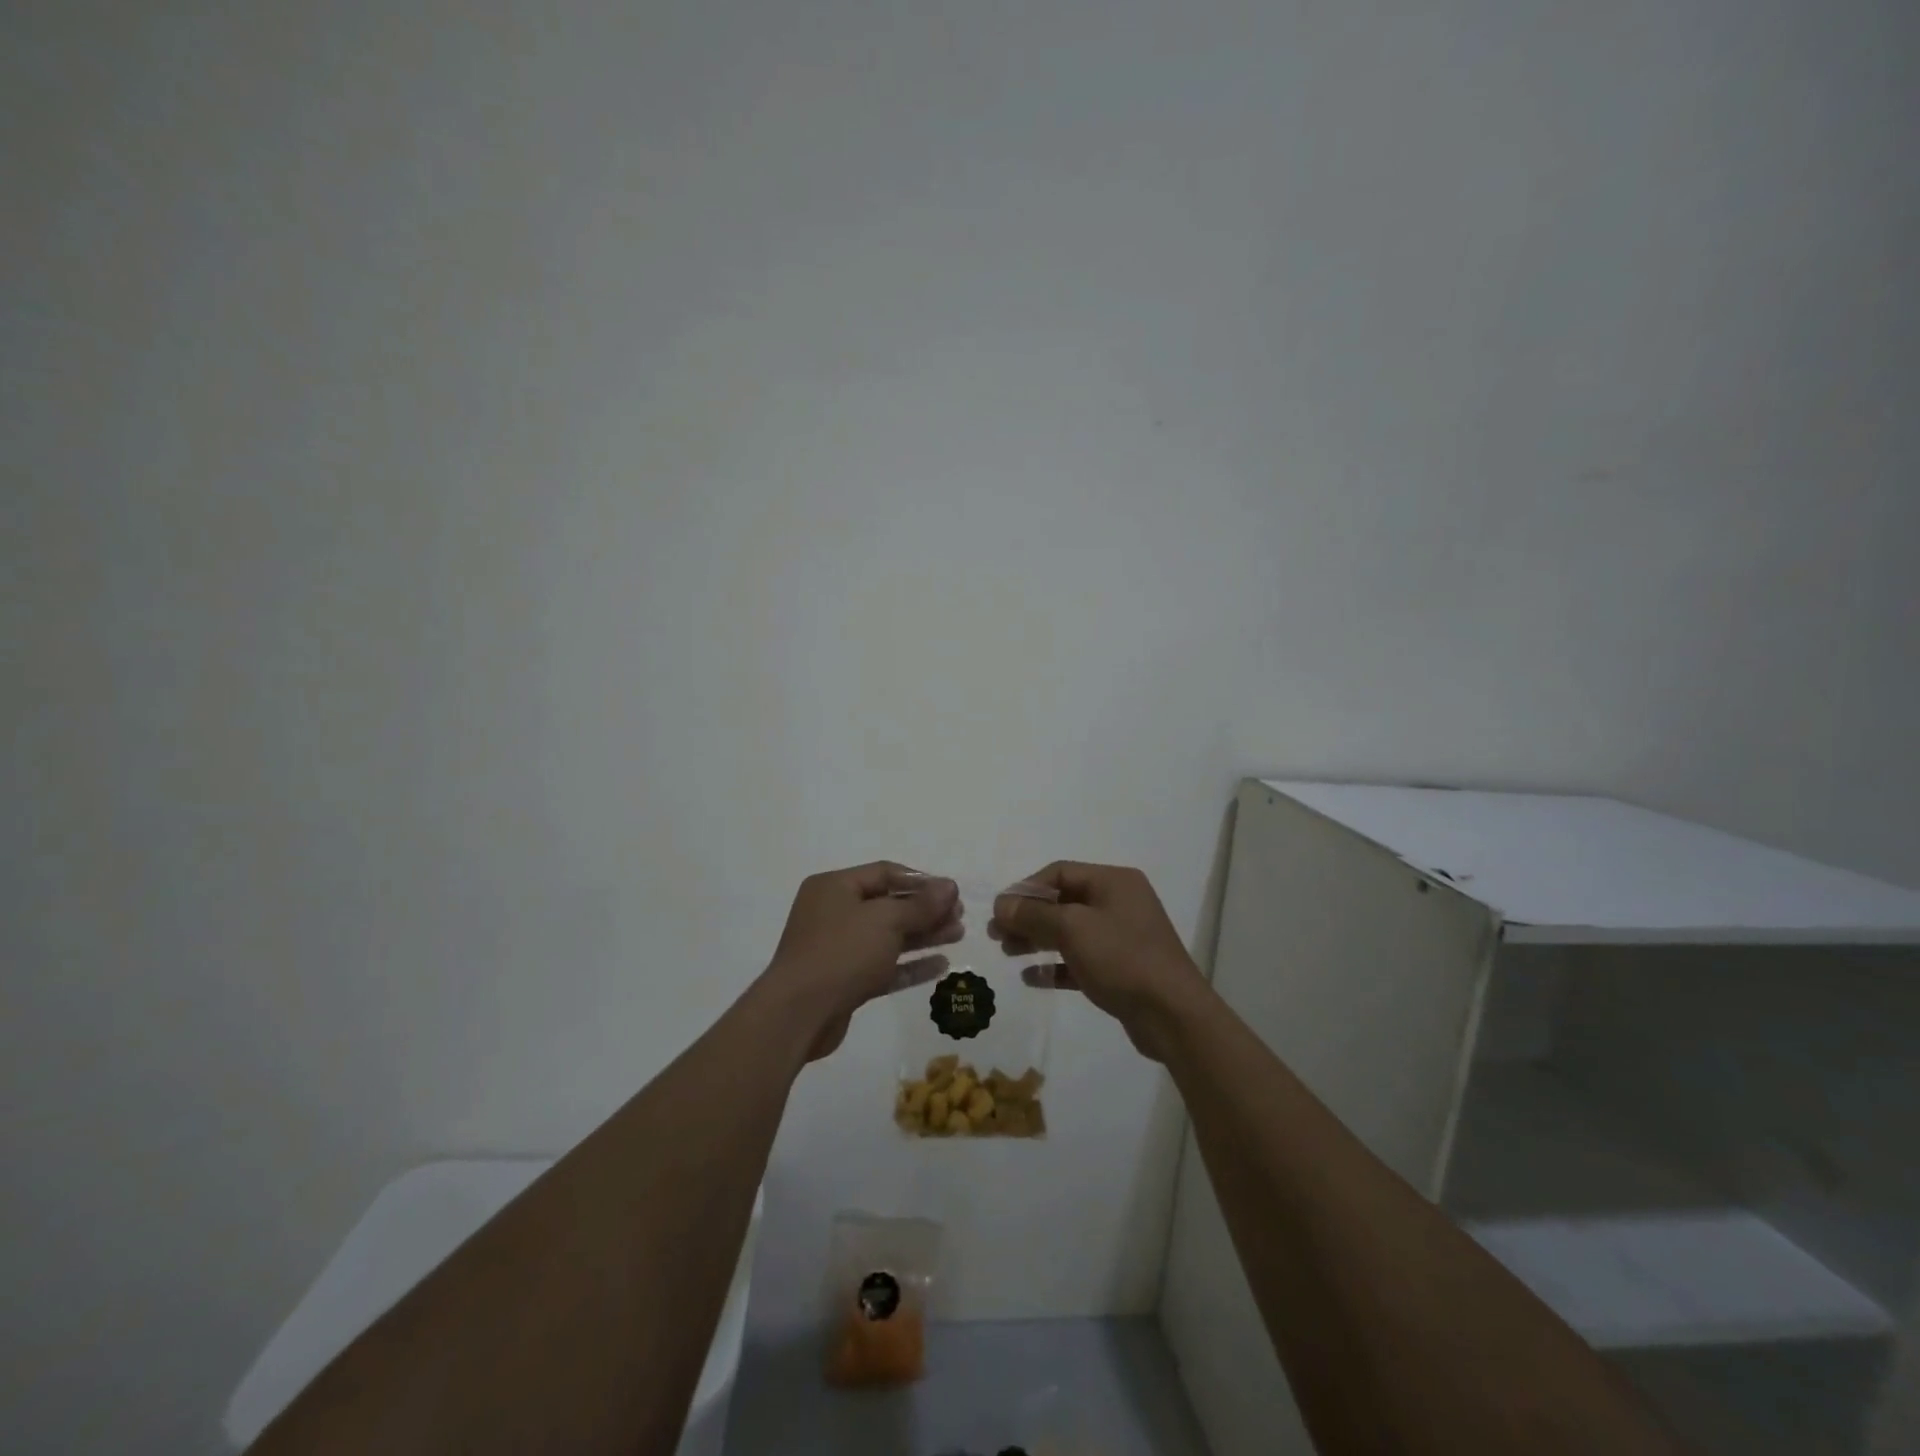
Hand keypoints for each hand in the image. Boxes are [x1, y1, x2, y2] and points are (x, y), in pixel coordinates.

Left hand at [763, 863, 960, 1060]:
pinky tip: (941, 965)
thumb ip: (921, 904)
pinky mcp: (845, 981)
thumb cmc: (841, 952)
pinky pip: (884, 966)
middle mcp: (834, 912)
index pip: (885, 873)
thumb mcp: (885, 920)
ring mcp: (838, 949)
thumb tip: (950, 886)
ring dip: (923, 935)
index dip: (921, 881)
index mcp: (835, 887)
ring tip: (958, 935)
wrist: (799, 1014)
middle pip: (889, 904)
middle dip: (926, 910)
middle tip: (959, 916)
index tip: (951, 892)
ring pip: (889, 936)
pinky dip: (910, 964)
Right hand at [991, 862, 1209, 1060]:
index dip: (1026, 888)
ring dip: (1037, 939)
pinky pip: (1080, 960)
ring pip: (1070, 931)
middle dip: (1028, 916)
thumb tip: (1001, 904)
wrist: (1173, 1015)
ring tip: (1007, 953)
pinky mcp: (1121, 969)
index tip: (1000, 910)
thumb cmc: (1122, 958)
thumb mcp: (1073, 929)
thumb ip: (1034, 914)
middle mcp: (1119, 903)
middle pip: (1063, 902)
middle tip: (996, 934)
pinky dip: (1056, 965)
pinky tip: (1031, 977)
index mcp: (1114, 882)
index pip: (1060, 872)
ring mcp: (1122, 937)